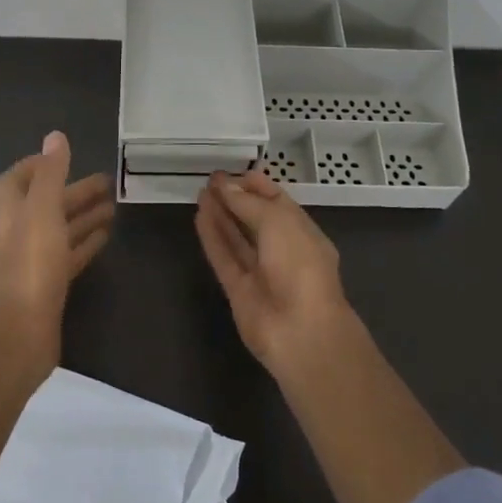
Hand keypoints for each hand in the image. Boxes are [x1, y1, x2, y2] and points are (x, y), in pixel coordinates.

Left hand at [0, 131, 113, 380]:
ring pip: (60, 230)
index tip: (63, 159)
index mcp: (13, 213)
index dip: (35, 167)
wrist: (22, 331)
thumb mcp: (43, 211)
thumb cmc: (31, 265)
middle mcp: (20, 234)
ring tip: (114, 206)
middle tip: (107, 181)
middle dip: (73, 191)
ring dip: (83, 216)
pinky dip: (85, 243)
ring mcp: (34, 262)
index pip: (14, 181)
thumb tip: (55, 136)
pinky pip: (69, 257)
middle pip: (46, 205)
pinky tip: (105, 238)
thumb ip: (51, 174)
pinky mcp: (49, 286)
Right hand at [195, 169, 354, 377]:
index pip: (279, 203)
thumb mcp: (278, 222)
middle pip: (256, 219)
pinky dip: (212, 237)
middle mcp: (283, 250)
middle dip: (236, 198)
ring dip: (220, 215)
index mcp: (303, 232)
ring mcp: (260, 272)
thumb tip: (225, 188)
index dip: (258, 186)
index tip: (235, 172)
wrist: (300, 330)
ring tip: (201, 192)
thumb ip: (248, 203)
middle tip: (211, 179)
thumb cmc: (299, 266)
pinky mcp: (239, 290)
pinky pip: (224, 257)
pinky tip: (199, 216)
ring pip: (237, 238)